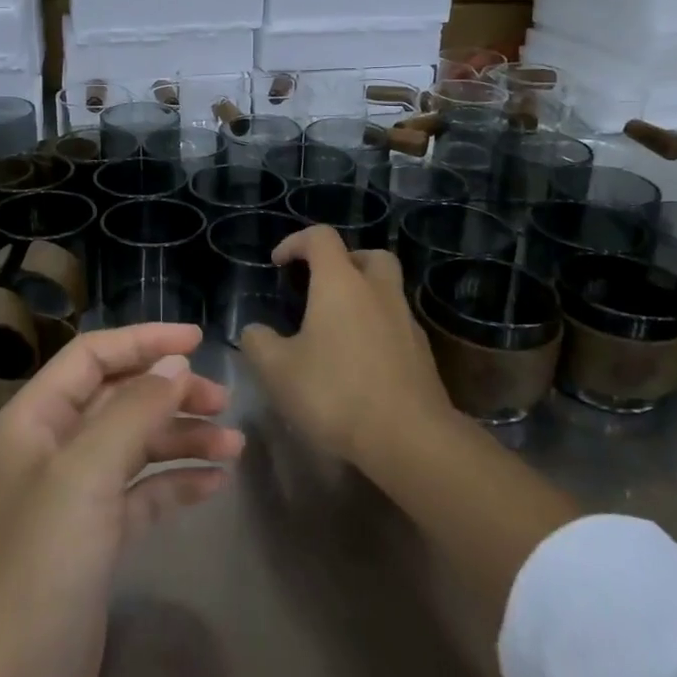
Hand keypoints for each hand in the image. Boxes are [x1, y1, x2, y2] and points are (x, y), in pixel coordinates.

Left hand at [0, 323, 243, 676]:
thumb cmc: (42, 563)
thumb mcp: (88, 473)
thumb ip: (134, 410)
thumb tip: (175, 364)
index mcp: (35, 418)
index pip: (93, 356)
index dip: (144, 341)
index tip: (199, 340)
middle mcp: (52, 449)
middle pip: (118, 398)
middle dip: (170, 393)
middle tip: (224, 401)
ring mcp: (73, 497)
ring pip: (135, 446)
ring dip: (181, 439)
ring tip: (234, 447)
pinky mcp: (94, 542)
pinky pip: (141, 494)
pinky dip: (175, 483)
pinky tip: (214, 484)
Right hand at [240, 226, 451, 468]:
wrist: (410, 439)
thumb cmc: (336, 393)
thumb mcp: (277, 371)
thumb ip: (259, 343)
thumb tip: (255, 331)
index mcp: (340, 283)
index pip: (320, 237)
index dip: (295, 242)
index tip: (278, 264)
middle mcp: (378, 291)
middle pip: (368, 255)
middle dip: (343, 262)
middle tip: (320, 285)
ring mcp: (406, 321)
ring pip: (386, 290)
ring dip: (362, 296)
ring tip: (336, 327)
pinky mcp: (422, 353)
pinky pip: (396, 324)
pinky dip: (376, 328)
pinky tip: (358, 360)